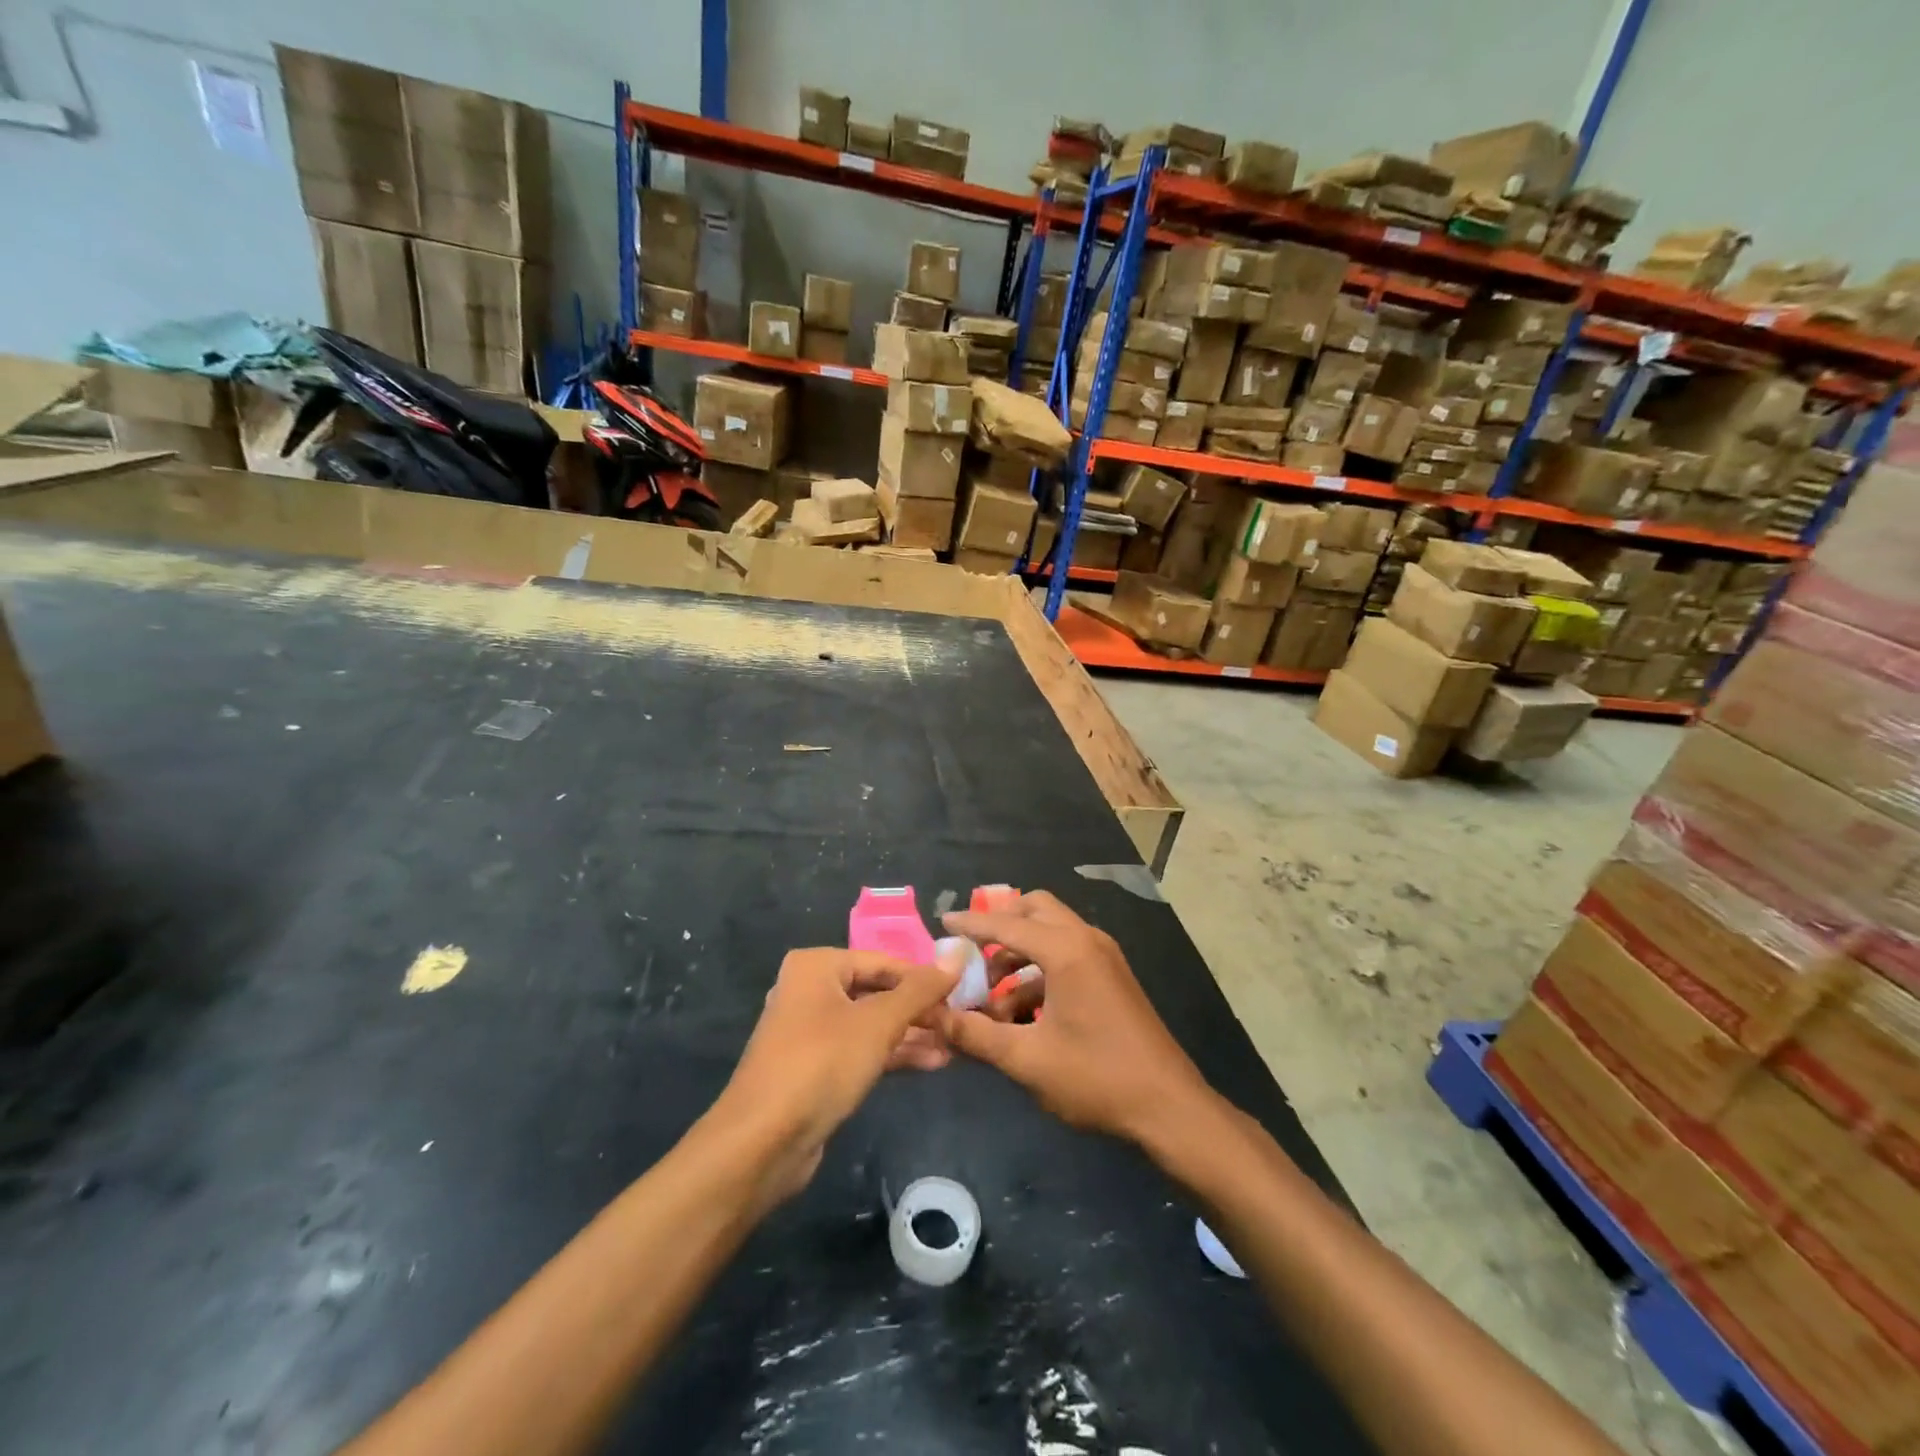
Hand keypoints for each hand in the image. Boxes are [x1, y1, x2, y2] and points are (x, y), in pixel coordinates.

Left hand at [716, 949, 956, 1203]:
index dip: (924, 978)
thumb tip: (958, 957)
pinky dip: (892, 1053)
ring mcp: (810, 1030)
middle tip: (959, 1023)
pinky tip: (931, 1063)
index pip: (884, 962)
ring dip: (911, 1034)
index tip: (962, 994)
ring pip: (871, 1023)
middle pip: (877, 991)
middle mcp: (810, 990)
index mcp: (817, 966)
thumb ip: (920, 990)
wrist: (762, 1142)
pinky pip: (861, 1049)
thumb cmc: (821, 1064)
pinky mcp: (814, 1067)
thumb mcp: (878, 1023)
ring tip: (954, 1045)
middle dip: (919, 1009)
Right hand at [937, 892, 1212, 1142]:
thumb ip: (975, 1034)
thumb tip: (933, 1016)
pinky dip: (1040, 971)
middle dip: (1001, 926)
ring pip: (1052, 933)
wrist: (1169, 1107)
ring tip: (991, 998)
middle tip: (971, 953)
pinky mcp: (1112, 977)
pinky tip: (1022, 1013)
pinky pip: (1068, 955)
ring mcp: (1104, 957)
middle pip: (1035, 910)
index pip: (1007, 923)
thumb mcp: (1027, 1059)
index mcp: (1067, 950)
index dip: (971, 923)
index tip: (942, 923)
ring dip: (1019, 954)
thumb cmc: (1096, 1077)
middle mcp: (1087, 940)